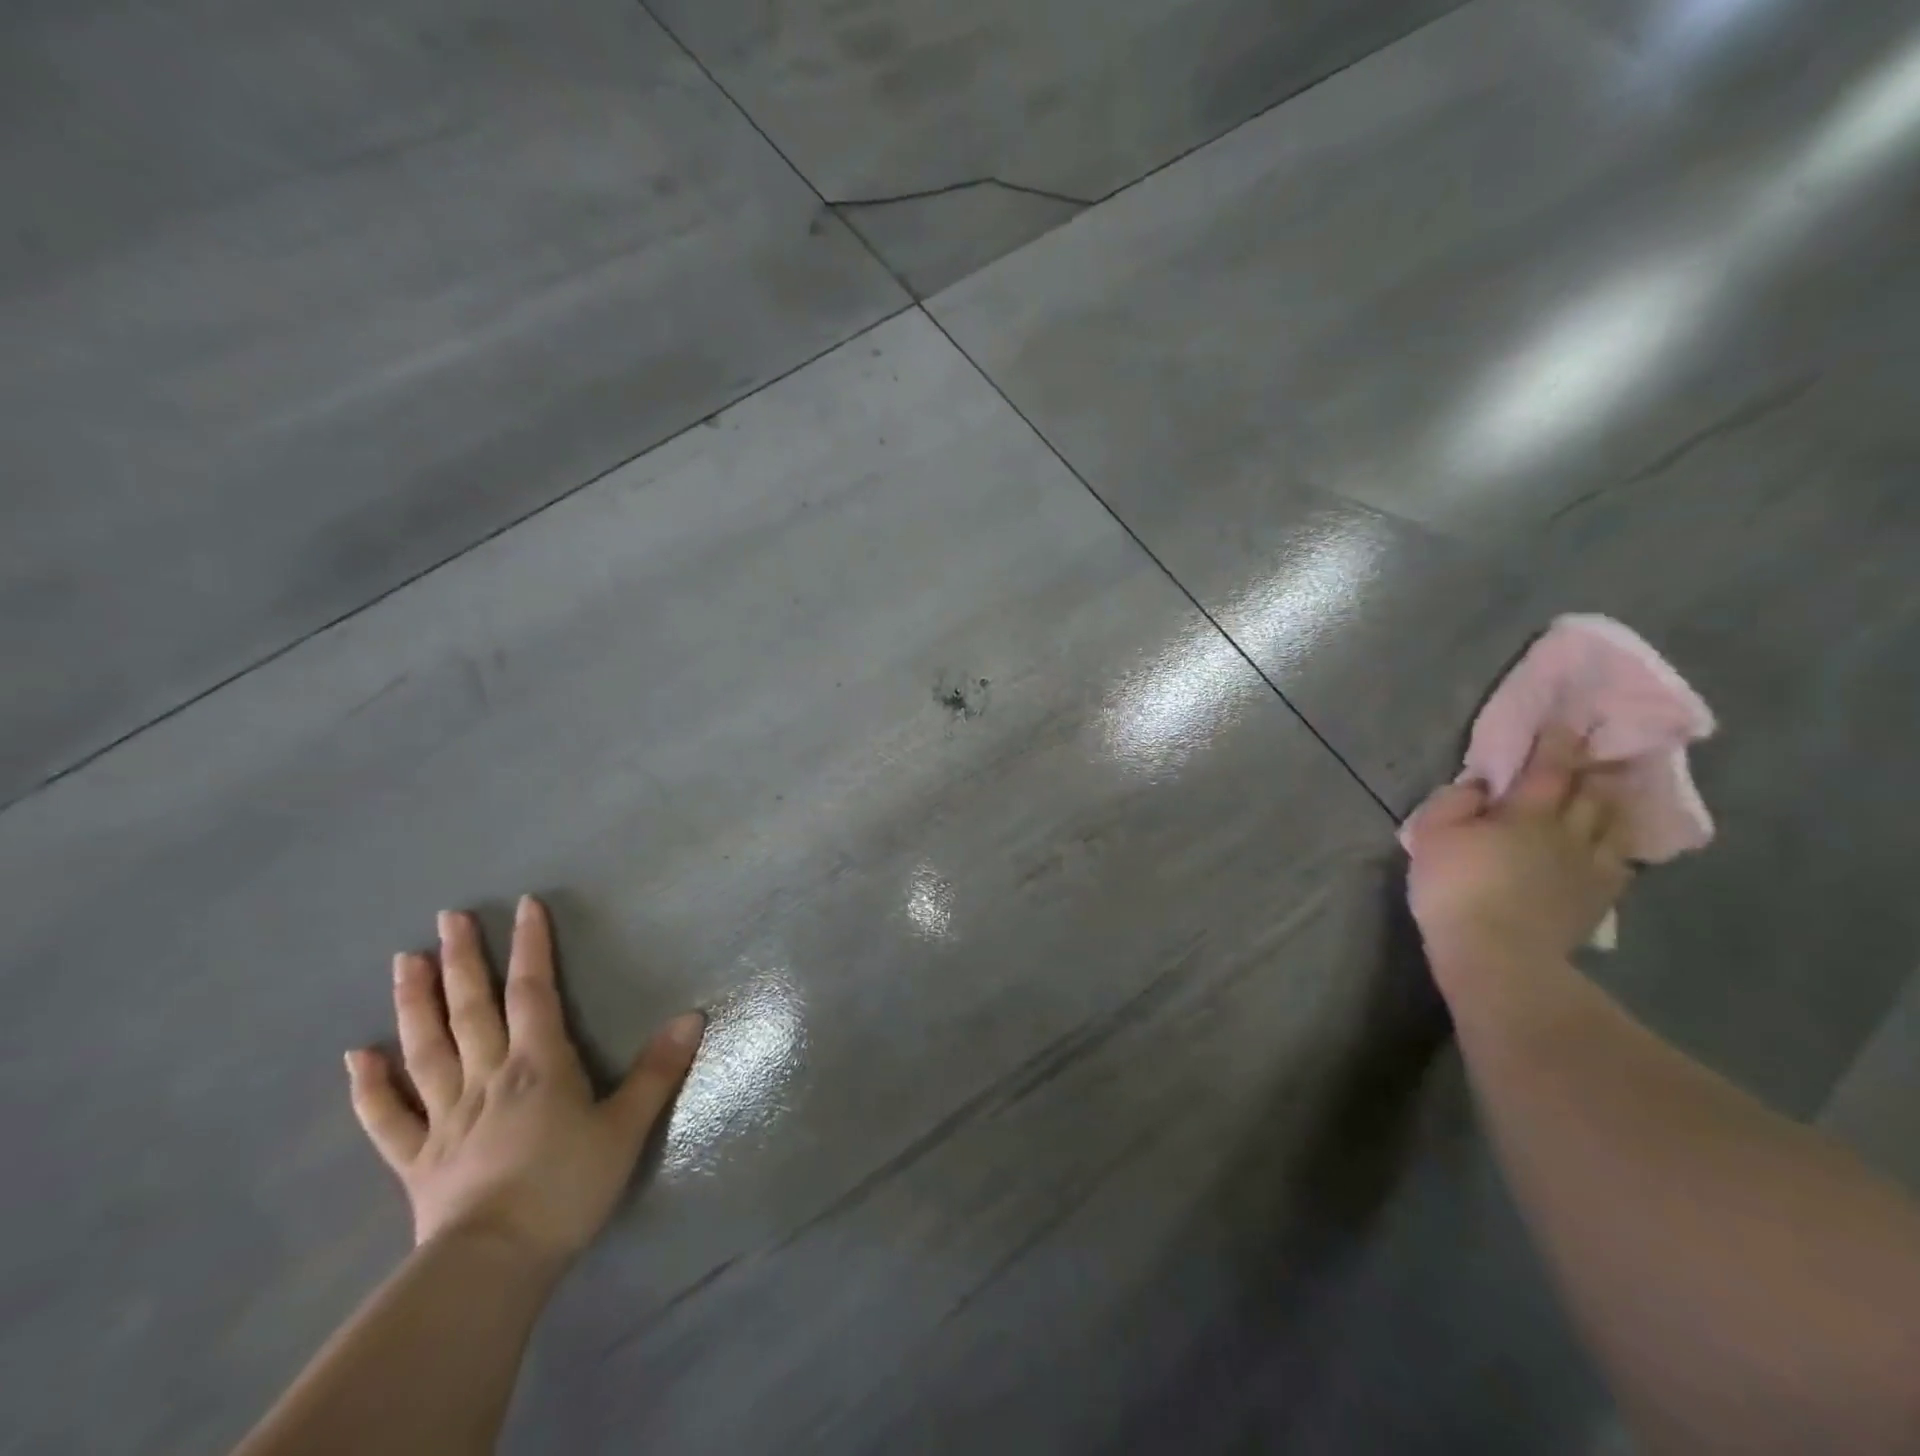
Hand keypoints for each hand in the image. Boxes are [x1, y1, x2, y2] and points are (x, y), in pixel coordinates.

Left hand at [344, 895, 704, 1264]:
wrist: (494, 1264)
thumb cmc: (567, 1187)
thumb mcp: (627, 1127)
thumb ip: (658, 1070)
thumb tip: (693, 1016)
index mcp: (538, 1065)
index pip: (534, 991)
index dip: (531, 946)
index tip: (524, 906)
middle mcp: (487, 1076)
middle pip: (472, 1009)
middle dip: (463, 960)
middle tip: (447, 918)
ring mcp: (445, 1117)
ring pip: (426, 1049)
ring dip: (414, 1003)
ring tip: (403, 961)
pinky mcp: (416, 1159)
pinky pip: (387, 1117)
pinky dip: (369, 1086)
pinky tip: (355, 1057)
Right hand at [1404, 726, 1632, 984]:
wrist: (1496, 952)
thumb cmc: (1456, 887)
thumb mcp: (1431, 835)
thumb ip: (1453, 803)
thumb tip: (1480, 787)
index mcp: (1526, 813)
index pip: (1547, 768)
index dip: (1556, 742)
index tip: (1567, 720)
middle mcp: (1567, 833)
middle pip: (1592, 793)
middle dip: (1597, 767)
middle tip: (1608, 748)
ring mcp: (1588, 868)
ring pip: (1613, 826)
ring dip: (1617, 803)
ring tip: (1621, 788)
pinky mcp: (1596, 900)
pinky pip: (1619, 865)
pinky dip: (1619, 848)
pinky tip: (1617, 848)